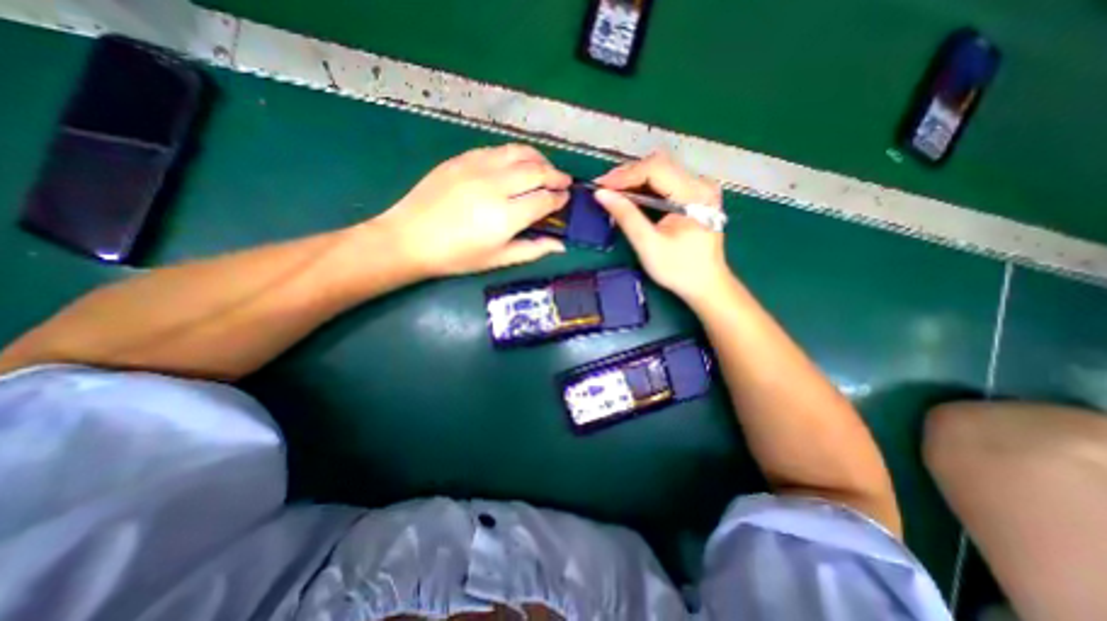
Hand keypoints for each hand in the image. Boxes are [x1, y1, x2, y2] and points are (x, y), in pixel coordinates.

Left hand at [379, 146, 569, 275]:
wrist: (411, 238)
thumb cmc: (457, 256)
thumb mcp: (497, 259)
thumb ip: (532, 250)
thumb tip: (560, 244)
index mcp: (506, 216)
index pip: (544, 199)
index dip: (559, 198)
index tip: (565, 198)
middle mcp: (496, 186)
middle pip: (537, 171)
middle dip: (556, 175)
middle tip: (564, 181)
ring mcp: (478, 167)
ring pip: (519, 152)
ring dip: (539, 159)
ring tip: (545, 168)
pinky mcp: (463, 158)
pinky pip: (498, 149)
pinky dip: (515, 154)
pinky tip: (516, 164)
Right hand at [592, 151, 732, 306]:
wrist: (706, 285)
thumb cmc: (679, 269)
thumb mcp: (648, 245)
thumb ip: (626, 216)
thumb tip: (601, 194)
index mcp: (694, 194)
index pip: (655, 169)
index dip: (624, 175)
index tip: (600, 186)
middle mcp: (700, 184)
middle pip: (659, 165)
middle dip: (628, 175)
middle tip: (604, 189)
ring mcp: (700, 188)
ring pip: (661, 171)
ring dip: (635, 179)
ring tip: (613, 192)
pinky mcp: (695, 196)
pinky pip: (666, 182)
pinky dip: (645, 187)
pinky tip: (631, 197)